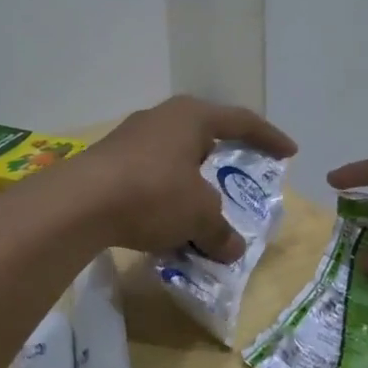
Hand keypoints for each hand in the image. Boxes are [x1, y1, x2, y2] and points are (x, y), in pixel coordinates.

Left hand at [77, 97, 295, 259]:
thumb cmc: (154, 194)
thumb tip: (233, 249)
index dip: (268, 137)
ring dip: (192, 180)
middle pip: (204, 133)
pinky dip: (166, 194)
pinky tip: (166, 221)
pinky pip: (150, 174)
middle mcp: (161, 118)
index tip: (289, 152)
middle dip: (223, 156)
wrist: (78, 204)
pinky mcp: (107, 161)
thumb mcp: (199, 215)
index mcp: (191, 117)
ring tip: (202, 204)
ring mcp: (130, 138)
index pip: (241, 122)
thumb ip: (221, 232)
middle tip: (240, 173)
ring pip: (174, 156)